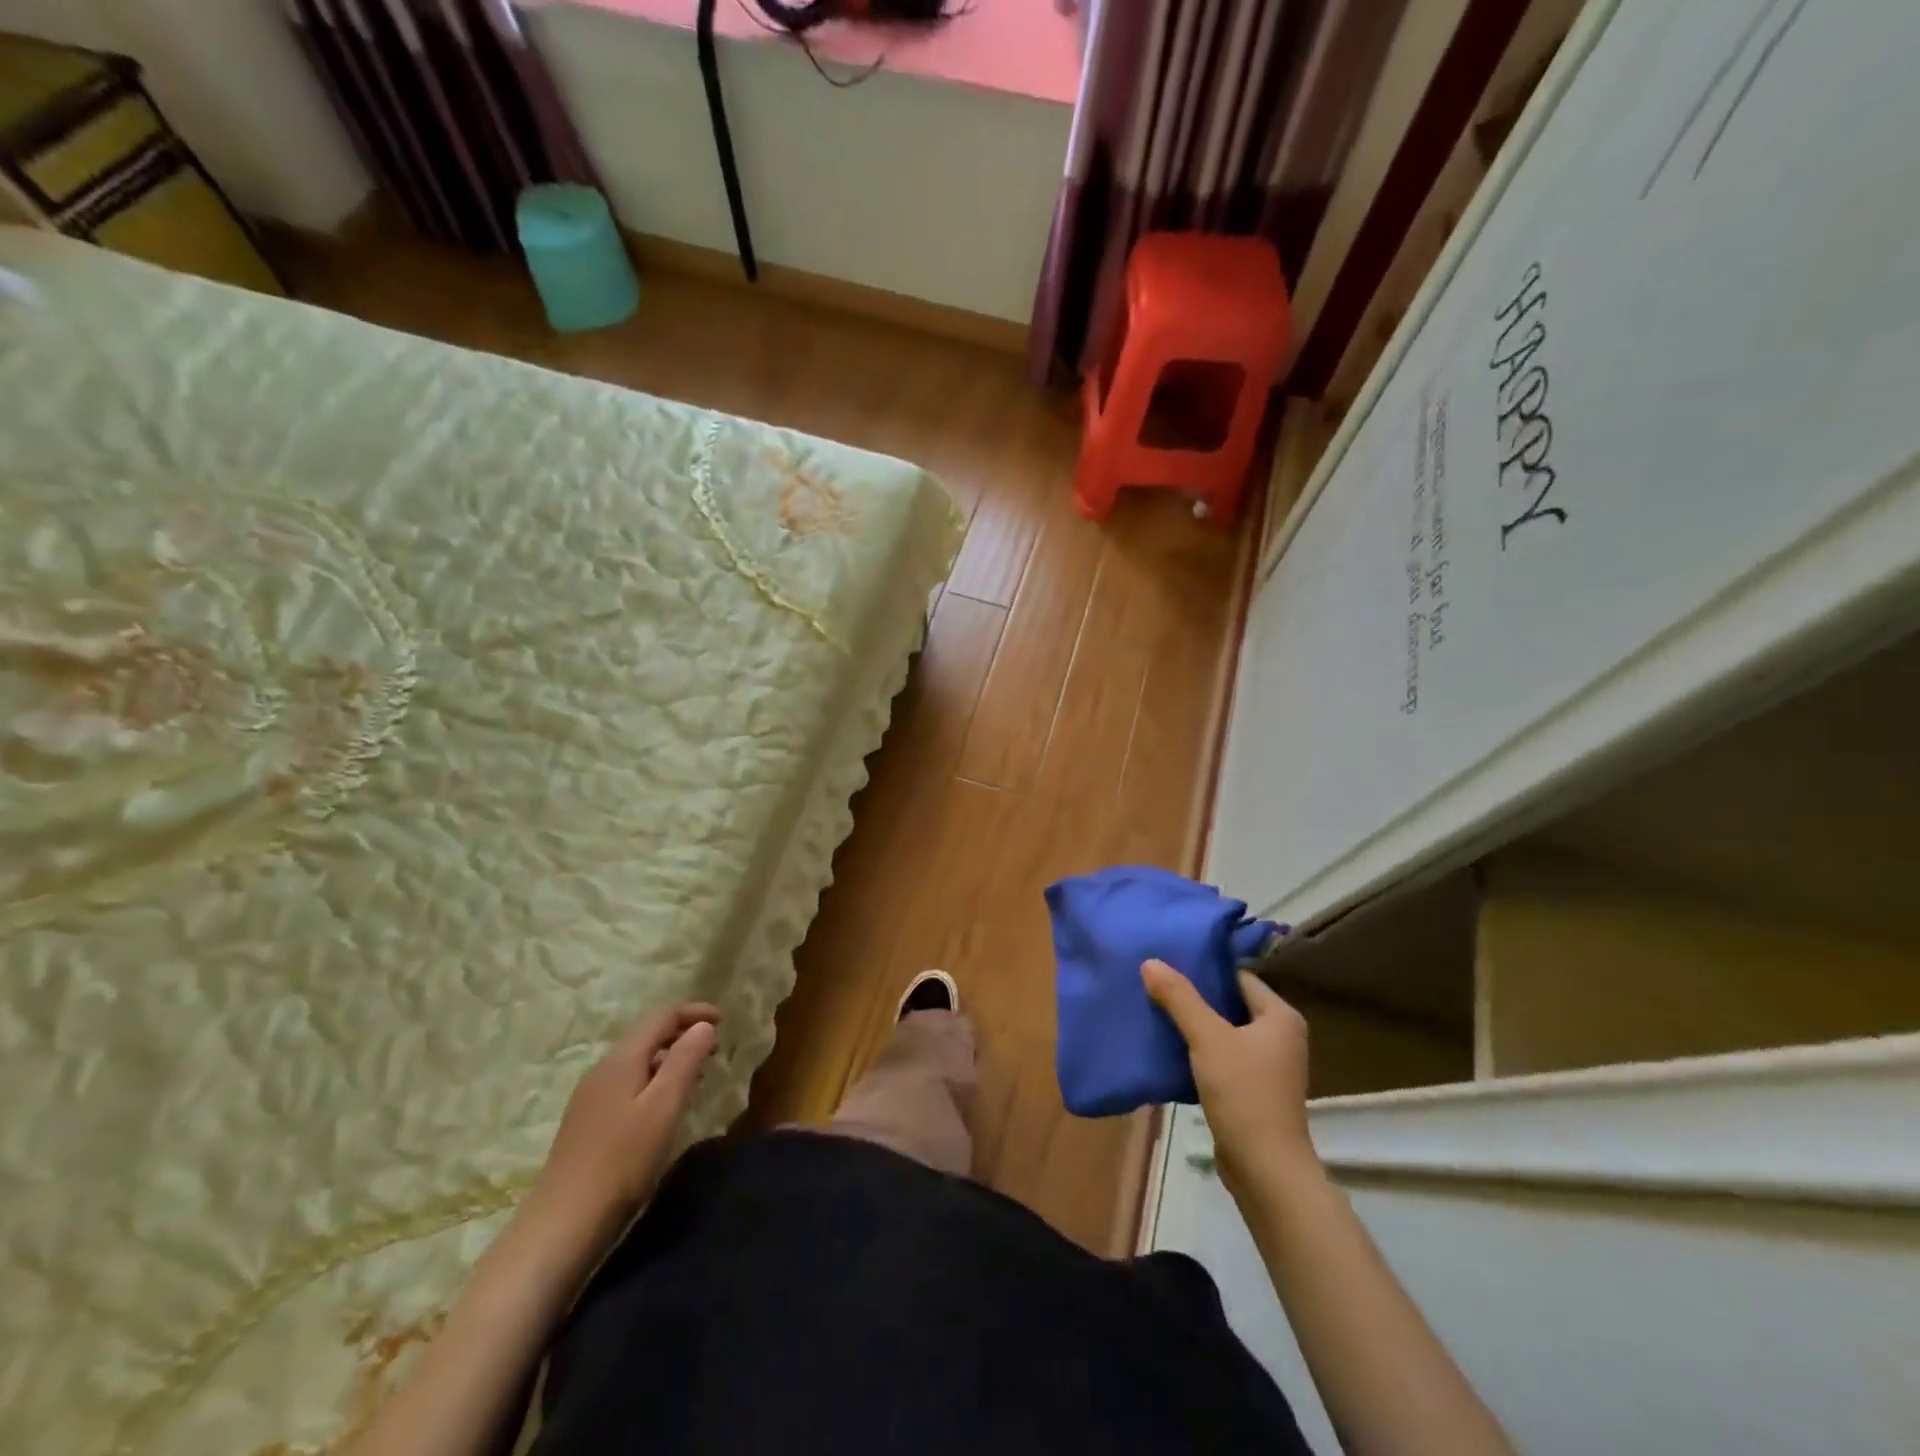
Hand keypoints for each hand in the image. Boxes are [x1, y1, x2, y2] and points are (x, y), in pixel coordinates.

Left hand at [521, 1005, 719, 1257]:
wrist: (562, 1224)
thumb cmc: (621, 1161)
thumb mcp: (664, 1106)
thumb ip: (685, 1060)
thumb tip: (703, 1026)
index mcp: (621, 1059)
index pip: (661, 1017)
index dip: (694, 1013)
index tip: (723, 1022)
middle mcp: (602, 1069)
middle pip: (647, 1035)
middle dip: (683, 1035)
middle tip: (715, 1051)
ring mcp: (590, 1096)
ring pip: (637, 1061)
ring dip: (669, 1059)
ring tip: (697, 1077)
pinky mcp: (587, 1122)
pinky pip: (627, 1083)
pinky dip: (653, 1080)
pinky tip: (663, 1107)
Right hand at [1142, 960, 1318, 1195]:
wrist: (1265, 1170)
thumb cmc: (1244, 1093)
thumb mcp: (1207, 1038)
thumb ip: (1179, 998)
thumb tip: (1150, 961)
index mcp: (1281, 1016)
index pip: (1238, 977)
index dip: (1205, 969)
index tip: (1170, 962)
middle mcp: (1281, 1036)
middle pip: (1230, 1003)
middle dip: (1195, 996)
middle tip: (1157, 983)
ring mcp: (1269, 1065)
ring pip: (1224, 1031)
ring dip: (1195, 1024)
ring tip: (1157, 1010)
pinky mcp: (1254, 1089)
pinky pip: (1223, 1056)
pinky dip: (1200, 1050)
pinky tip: (1170, 1047)